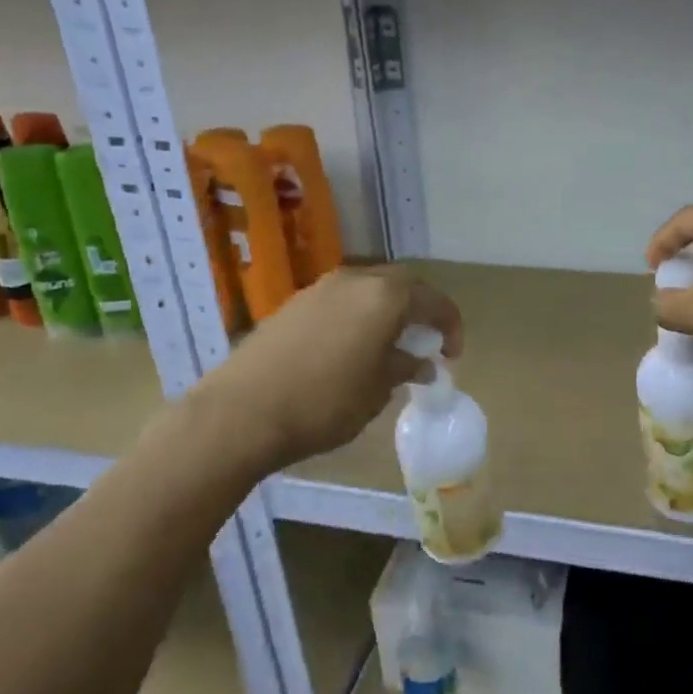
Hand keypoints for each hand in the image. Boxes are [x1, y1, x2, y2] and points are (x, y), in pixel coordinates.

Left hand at [195, 266, 461, 472]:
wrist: (240, 412)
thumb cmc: (324, 403)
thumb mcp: (377, 390)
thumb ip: (405, 368)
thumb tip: (423, 362)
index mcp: (385, 297)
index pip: (433, 301)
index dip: (450, 326)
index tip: (452, 355)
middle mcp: (355, 280)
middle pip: (402, 285)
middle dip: (420, 310)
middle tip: (425, 342)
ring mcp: (321, 288)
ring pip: (369, 289)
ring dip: (387, 311)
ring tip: (389, 346)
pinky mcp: (294, 304)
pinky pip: (341, 301)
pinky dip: (358, 316)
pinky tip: (351, 348)